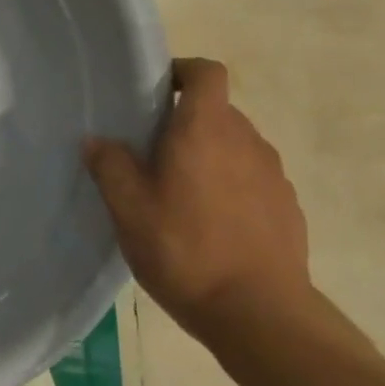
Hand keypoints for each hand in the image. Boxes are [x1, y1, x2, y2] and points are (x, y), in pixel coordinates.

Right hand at [83, 58, 315, 343]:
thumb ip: (110, 166)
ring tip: (178, 195)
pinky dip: (230, 186)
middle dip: (184, 123)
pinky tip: (210, 225)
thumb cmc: (184, 249)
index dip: (182, 71)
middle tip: (150, 154)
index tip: (156, 92)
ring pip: (234, 146)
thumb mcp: (128, 209)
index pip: (206, 73)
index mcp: (205, 130)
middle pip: (217, 111)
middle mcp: (246, 141)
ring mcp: (273, 175)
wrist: (260, 313)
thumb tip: (97, 140)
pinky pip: (252, 179)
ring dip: (208, 156)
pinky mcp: (287, 207)